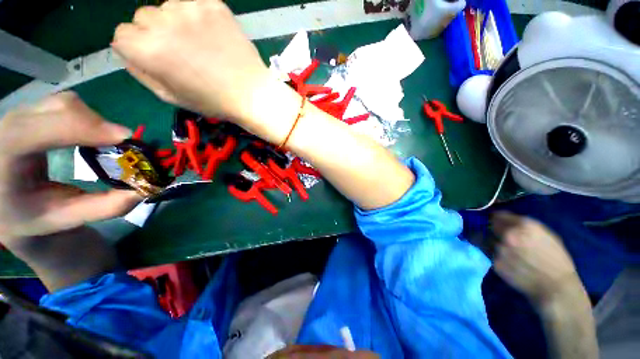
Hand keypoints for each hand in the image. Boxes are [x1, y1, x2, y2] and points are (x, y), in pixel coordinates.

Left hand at [0, 92, 139, 249]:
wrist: (7, 200)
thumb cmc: (30, 214)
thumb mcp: (64, 217)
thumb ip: (102, 207)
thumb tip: (143, 189)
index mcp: (4, 162)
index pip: (32, 132)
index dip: (78, 127)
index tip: (124, 138)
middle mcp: (7, 129)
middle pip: (57, 109)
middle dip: (96, 124)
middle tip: (123, 145)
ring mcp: (20, 114)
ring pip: (65, 102)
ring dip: (94, 120)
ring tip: (105, 143)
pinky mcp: (33, 111)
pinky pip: (66, 103)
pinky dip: (87, 117)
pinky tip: (89, 135)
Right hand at [112, 0, 271, 124]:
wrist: (251, 94)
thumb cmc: (213, 101)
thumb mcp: (170, 96)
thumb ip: (141, 71)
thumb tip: (127, 51)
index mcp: (147, 49)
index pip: (122, 34)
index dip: (137, 47)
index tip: (155, 57)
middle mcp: (163, 23)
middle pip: (143, 17)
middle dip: (155, 33)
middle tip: (181, 51)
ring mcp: (190, 9)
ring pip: (167, 7)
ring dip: (177, 22)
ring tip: (200, 44)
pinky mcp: (212, 4)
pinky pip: (193, 2)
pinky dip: (197, 15)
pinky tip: (212, 34)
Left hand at [490, 212, 581, 304]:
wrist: (555, 287)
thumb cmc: (557, 259)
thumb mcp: (545, 235)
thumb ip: (523, 225)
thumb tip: (507, 220)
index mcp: (524, 225)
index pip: (497, 215)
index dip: (496, 218)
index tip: (496, 221)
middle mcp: (508, 234)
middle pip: (489, 226)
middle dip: (492, 229)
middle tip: (497, 234)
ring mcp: (499, 249)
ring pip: (485, 238)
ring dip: (490, 241)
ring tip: (500, 247)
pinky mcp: (495, 262)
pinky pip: (488, 252)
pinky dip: (492, 253)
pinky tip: (503, 258)